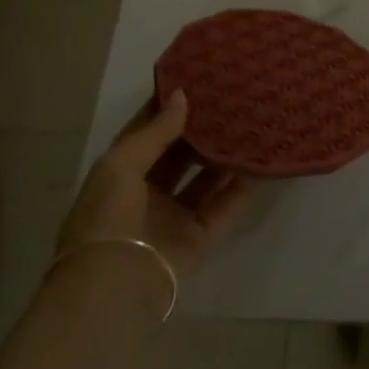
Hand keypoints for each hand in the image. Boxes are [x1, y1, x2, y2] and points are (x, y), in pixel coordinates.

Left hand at [55, 90, 253, 280]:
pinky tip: (261, 161)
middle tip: (232, 97)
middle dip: (202, 127)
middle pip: (180, 152)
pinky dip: (242, 186)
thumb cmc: (107, 218)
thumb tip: (183, 96)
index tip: (197, 77)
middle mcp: (148, 191)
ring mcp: (175, 215)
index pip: (147, 130)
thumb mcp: (121, 165)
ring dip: (225, 154)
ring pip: (206, 176)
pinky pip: (225, 206)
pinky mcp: (199, 237)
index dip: (168, 105)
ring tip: (252, 121)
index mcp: (120, 172)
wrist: (113, 290)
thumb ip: (156, 131)